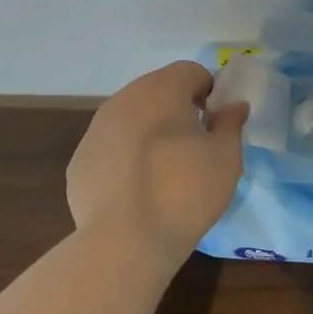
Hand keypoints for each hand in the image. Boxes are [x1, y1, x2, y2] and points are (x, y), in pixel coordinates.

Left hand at [67, 61, 249, 259]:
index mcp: (161, 90)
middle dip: (177, 109)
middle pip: (157, 91)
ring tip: (164, 170)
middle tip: (194, 146)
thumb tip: (233, 105)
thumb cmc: (185, 192)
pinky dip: (125, 158)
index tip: (215, 123)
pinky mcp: (79, 161)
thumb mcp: (226, 158)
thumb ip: (231, 123)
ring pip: (131, 118)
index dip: (209, 92)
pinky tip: (136, 190)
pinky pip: (111, 148)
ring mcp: (95, 130)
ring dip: (149, 132)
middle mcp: (123, 100)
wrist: (125, 241)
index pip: (191, 71)